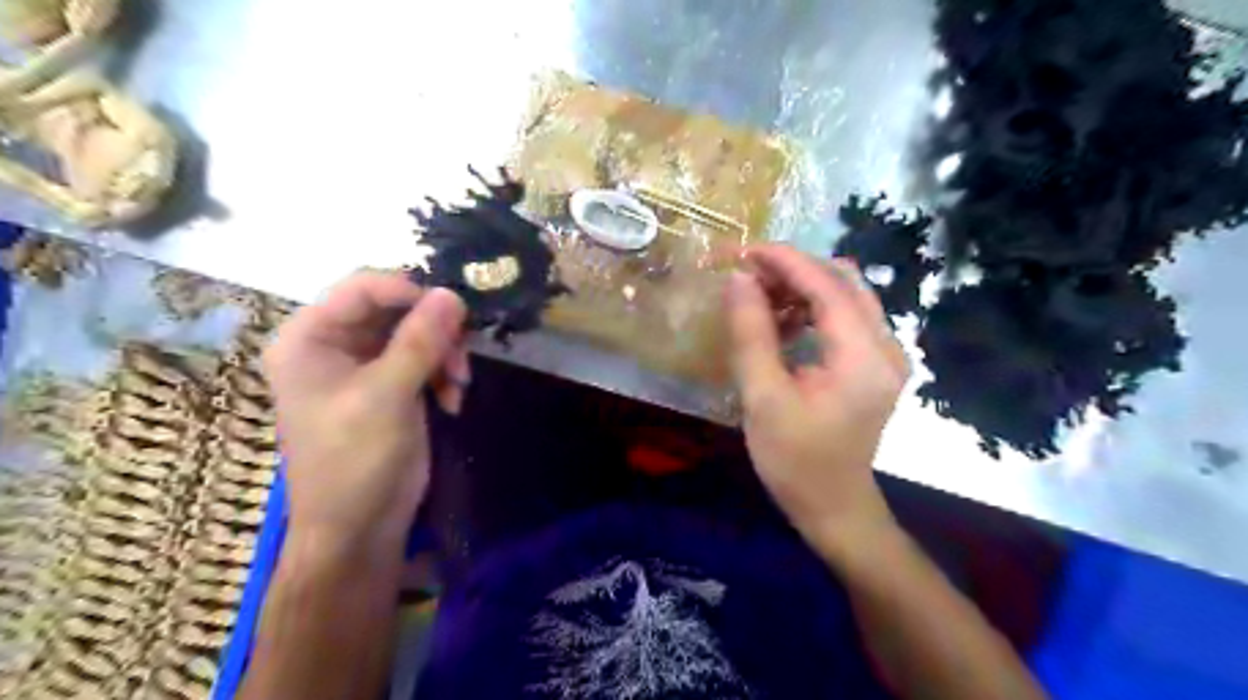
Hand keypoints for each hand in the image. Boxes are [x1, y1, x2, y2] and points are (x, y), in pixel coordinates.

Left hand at [261, 271, 470, 550]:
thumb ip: (420, 341)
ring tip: (459, 385)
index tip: (453, 312)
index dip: (409, 291)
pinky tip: (452, 401)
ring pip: (417, 333)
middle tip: (461, 357)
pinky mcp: (391, 385)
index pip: (362, 288)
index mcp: (310, 338)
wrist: (359, 528)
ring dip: (445, 355)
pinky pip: (425, 359)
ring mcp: (364, 366)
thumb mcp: (387, 396)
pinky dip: (444, 374)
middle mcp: (334, 344)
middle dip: (435, 331)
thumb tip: (452, 294)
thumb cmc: (356, 460)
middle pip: (395, 309)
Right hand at [729, 245, 912, 557]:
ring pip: (845, 295)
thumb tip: (738, 281)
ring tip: (758, 298)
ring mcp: (885, 355)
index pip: (827, 286)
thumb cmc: (796, 461)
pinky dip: (811, 308)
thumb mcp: (764, 398)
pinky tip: (781, 322)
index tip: (743, 250)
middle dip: (793, 270)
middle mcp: (886, 346)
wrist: (834, 507)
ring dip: (801, 287)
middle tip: (747, 276)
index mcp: (864, 357)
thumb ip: (751, 335)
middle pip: (843, 281)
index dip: (784, 261)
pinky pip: (844, 317)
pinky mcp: (874, 364)